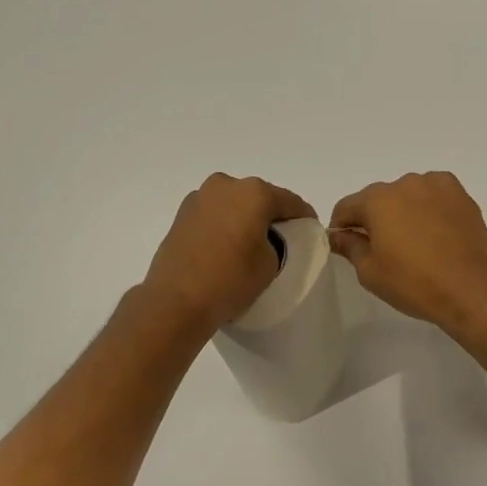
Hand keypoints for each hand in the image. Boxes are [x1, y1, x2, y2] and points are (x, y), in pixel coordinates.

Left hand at [140, 174, 315, 333]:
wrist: (175, 301)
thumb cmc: (231, 280)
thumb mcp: (270, 263)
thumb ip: (276, 242)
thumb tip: (264, 239)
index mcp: (254, 192)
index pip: (290, 201)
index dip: (304, 216)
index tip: (311, 230)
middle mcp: (225, 185)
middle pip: (259, 197)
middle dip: (271, 214)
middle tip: (281, 238)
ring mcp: (199, 197)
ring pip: (233, 203)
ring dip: (244, 217)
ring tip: (250, 242)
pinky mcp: (181, 214)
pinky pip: (214, 214)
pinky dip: (224, 223)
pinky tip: (227, 244)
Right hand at [328, 172, 486, 337]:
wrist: (473, 289)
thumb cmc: (414, 283)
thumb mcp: (370, 272)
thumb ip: (349, 247)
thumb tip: (337, 234)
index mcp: (377, 200)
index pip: (346, 207)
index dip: (341, 227)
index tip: (346, 245)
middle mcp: (404, 184)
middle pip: (378, 199)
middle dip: (375, 219)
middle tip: (383, 249)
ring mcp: (435, 185)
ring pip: (407, 195)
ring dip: (403, 211)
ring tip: (415, 242)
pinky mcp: (460, 194)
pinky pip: (433, 195)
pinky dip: (429, 208)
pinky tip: (435, 232)